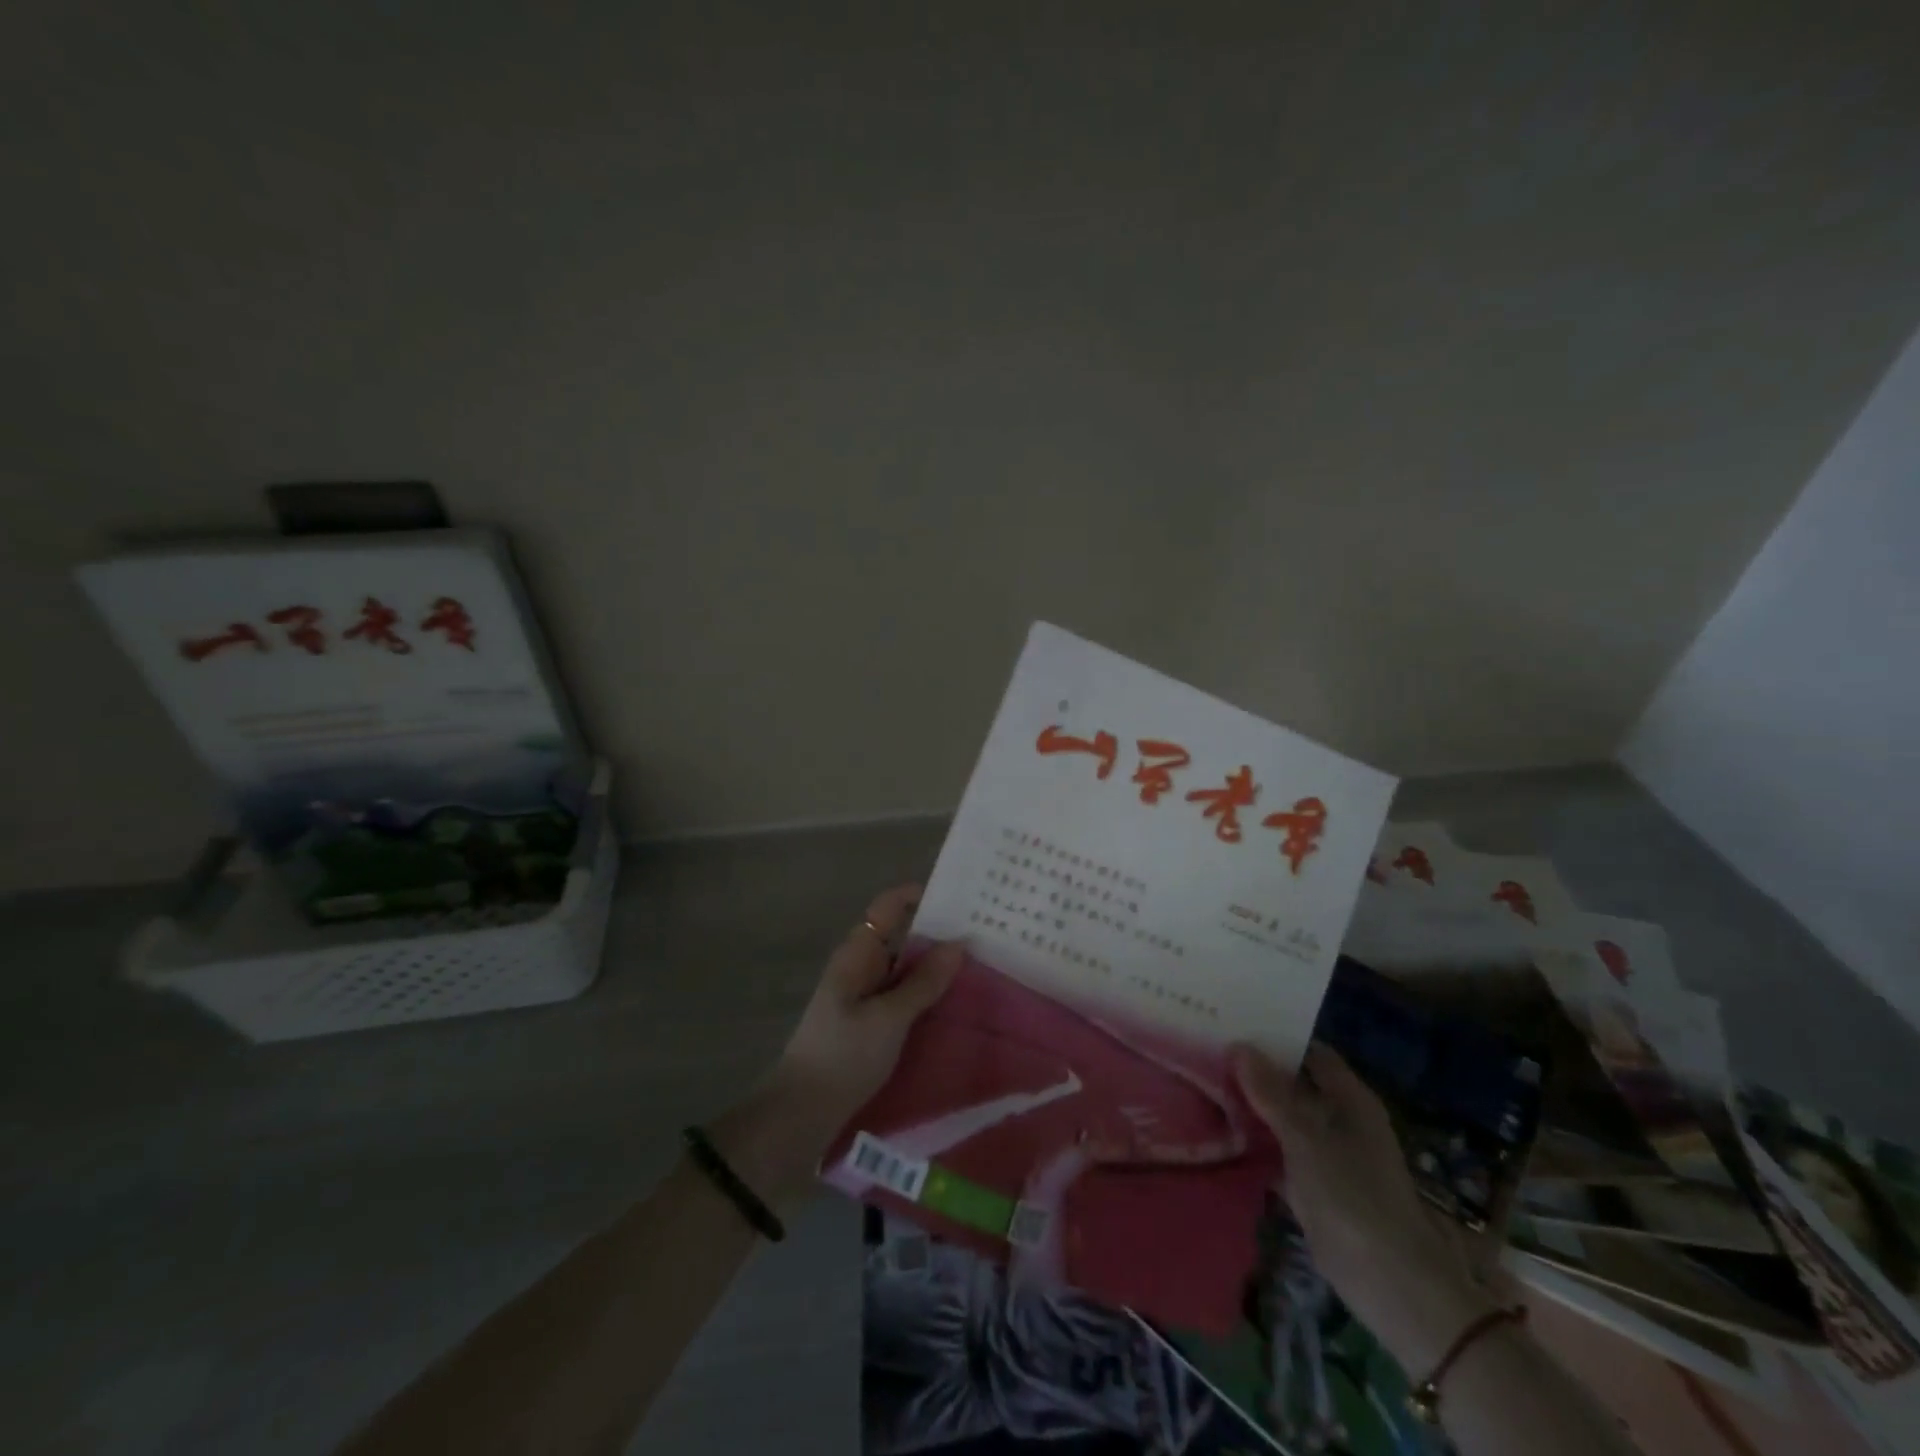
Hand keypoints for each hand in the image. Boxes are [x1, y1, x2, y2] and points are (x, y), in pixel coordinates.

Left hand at [776, 883, 962, 1127]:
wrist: (803, 1112)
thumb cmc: (843, 1055)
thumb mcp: (889, 1018)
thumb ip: (923, 982)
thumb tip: (959, 943)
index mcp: (857, 954)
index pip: (888, 908)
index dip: (919, 896)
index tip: (960, 897)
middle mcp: (860, 967)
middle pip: (901, 936)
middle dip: (937, 933)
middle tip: (985, 933)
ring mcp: (864, 996)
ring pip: (905, 969)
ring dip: (935, 966)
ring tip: (981, 965)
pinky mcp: (870, 1022)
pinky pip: (903, 996)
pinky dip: (926, 993)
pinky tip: (955, 1003)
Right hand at [1233, 1042, 1496, 1371]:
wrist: (1389, 1283)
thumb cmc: (1354, 1197)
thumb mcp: (1307, 1138)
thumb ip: (1271, 1093)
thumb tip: (1238, 1045)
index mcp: (1350, 1099)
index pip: (1310, 1052)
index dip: (1276, 1037)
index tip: (1234, 1023)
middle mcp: (1339, 1119)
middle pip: (1293, 1083)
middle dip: (1255, 1070)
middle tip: (1208, 1050)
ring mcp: (1325, 1152)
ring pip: (1282, 1117)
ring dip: (1251, 1105)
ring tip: (1202, 1081)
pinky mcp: (1311, 1183)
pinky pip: (1277, 1150)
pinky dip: (1254, 1140)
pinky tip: (1217, 1130)